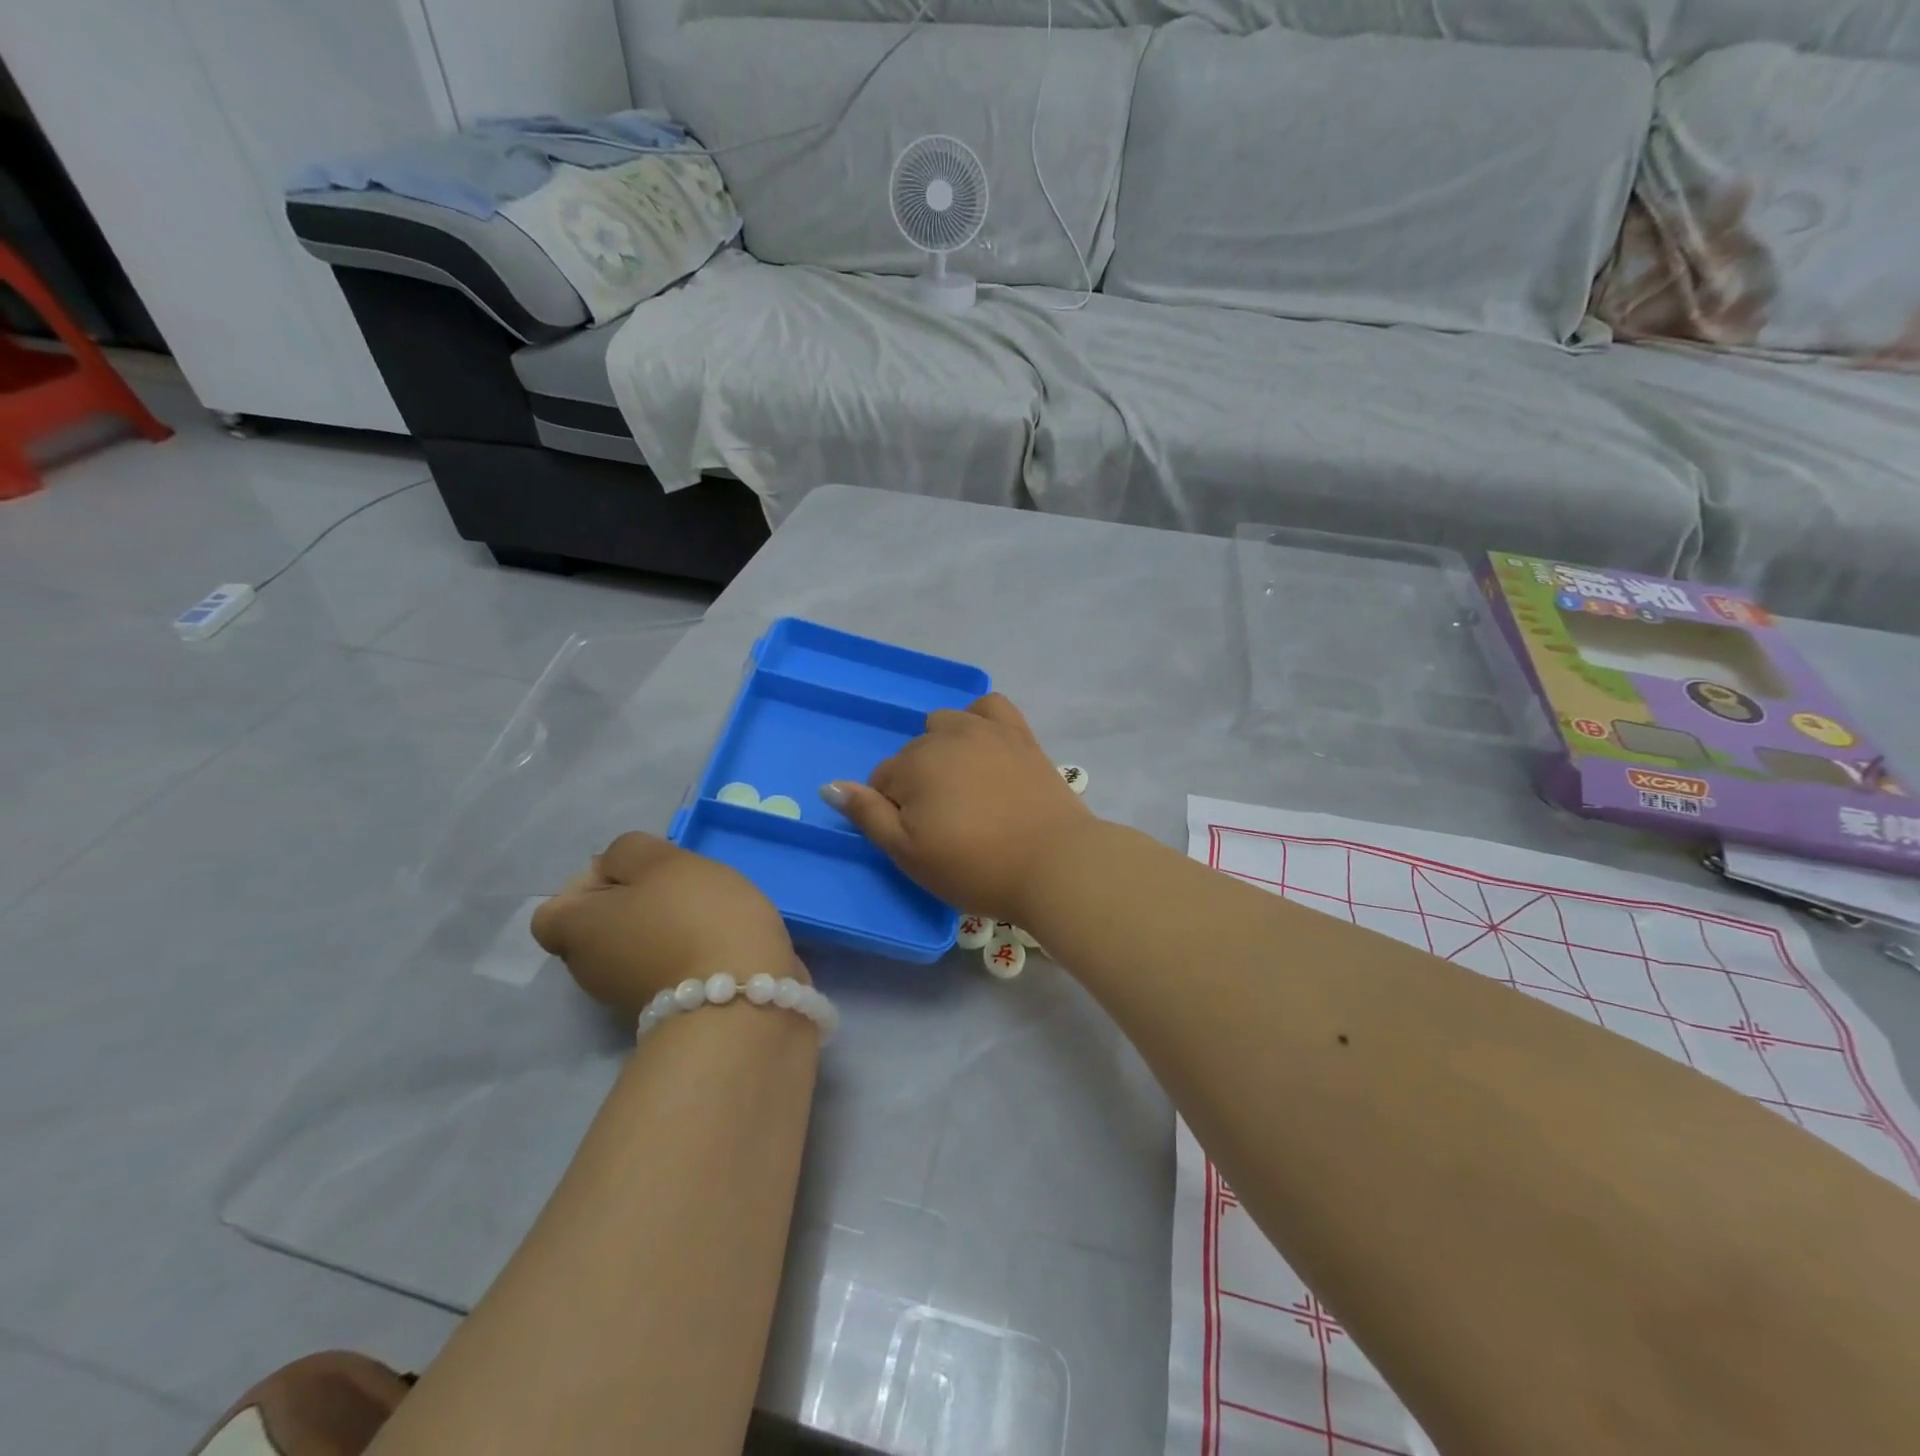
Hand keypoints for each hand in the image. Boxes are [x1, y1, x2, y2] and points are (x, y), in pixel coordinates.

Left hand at [531, 832, 804, 1015]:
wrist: (740, 997)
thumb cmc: (696, 917)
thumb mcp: (663, 860)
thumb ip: (628, 850)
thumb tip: (616, 869)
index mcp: (577, 930)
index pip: (555, 908)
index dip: (589, 883)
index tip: (638, 874)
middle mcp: (587, 970)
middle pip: (597, 928)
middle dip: (632, 905)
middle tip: (677, 889)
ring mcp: (623, 998)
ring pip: (632, 949)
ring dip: (660, 930)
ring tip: (705, 916)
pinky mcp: (663, 1014)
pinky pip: (662, 970)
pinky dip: (681, 955)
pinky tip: (715, 944)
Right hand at [823, 693, 1094, 921]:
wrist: (1053, 863)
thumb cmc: (975, 867)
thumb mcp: (910, 854)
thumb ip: (868, 816)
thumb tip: (831, 785)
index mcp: (914, 765)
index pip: (882, 782)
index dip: (895, 812)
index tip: (923, 839)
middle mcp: (945, 736)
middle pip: (913, 754)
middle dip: (918, 783)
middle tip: (947, 824)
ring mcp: (986, 730)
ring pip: (945, 724)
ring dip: (943, 749)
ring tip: (965, 788)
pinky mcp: (1020, 734)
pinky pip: (990, 706)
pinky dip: (979, 719)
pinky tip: (983, 743)